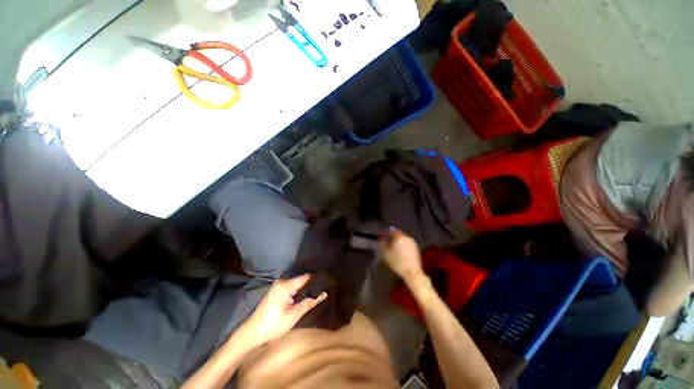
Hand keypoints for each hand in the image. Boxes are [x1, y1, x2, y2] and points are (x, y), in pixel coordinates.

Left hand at [241, 274, 326, 346]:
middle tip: (323, 288)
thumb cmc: (273, 325)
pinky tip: (303, 296)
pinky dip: (297, 290)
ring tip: (316, 291)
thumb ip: (309, 303)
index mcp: (285, 285)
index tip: (327, 281)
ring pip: (296, 283)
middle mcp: (281, 281)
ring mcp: (277, 285)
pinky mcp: (275, 290)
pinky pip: (290, 286)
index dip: (317, 279)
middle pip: (301, 279)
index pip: (306, 277)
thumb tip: (324, 293)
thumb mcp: (293, 316)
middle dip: (311, 284)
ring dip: (304, 288)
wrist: (251, 333)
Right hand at [379, 229, 423, 281]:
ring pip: (402, 238)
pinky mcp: (416, 248)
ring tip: (392, 247)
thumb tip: (382, 239)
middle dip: (391, 236)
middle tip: (386, 241)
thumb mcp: (386, 253)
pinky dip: (402, 244)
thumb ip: (382, 244)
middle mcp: (406, 237)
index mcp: (399, 237)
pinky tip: (400, 251)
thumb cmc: (397, 262)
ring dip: (397, 241)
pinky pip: (407, 243)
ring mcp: (412, 242)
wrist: (412, 272)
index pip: (391, 230)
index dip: (385, 233)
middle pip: (397, 234)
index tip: (381, 236)